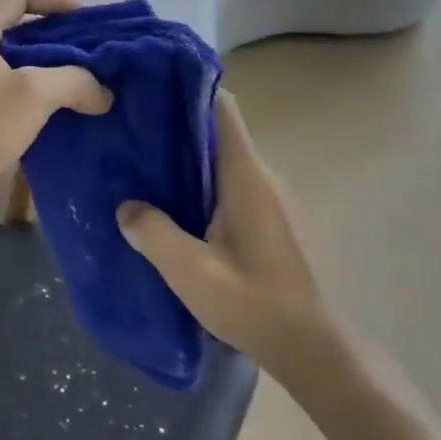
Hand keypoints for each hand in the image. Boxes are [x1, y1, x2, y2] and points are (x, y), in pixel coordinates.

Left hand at [0, 0, 110, 234]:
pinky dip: (45, 100)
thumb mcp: (31, 94)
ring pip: (22, 64)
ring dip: (58, 72)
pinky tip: (74, 114)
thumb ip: (75, 80)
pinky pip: (17, 96)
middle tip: (102, 57)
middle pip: (23, 26)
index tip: (93, 22)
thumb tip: (103, 92)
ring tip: (96, 86)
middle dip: (64, 38)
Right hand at [116, 90, 329, 374]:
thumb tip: (126, 206)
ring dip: (190, 162)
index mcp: (247, 177)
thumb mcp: (191, 272)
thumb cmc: (254, 304)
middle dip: (178, 130)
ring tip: (145, 172)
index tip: (150, 89)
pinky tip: (177, 210)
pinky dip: (205, 186)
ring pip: (225, 163)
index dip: (189, 91)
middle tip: (132, 136)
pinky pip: (234, 187)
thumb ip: (153, 233)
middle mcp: (264, 178)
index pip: (223, 110)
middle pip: (219, 134)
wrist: (314, 350)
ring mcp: (274, 200)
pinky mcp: (275, 221)